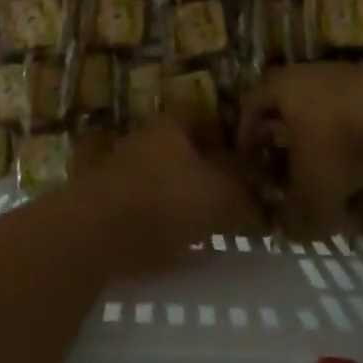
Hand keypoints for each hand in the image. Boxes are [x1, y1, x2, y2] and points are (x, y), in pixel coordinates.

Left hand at [86, 117, 262, 275]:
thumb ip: (245, 196)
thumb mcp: (220, 196)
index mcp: (172, 126)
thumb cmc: (166, 200)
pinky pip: (146, 209)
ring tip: (208, 224)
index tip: (243, 157)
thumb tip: (263, 200)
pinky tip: (180, 247)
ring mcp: (123, 171)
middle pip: (182, 148)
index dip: (224, 133)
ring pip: (163, 178)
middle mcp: (146, 140)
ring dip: (183, 197)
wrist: (99, 232)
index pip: (202, 115)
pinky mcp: (108, 205)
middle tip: (230, 194)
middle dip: (205, 169)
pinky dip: (163, 223)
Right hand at [239, 64, 362, 241]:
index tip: (249, 163)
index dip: (246, 136)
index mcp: (281, 87)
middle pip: (286, 104)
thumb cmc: (339, 146)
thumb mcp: (311, 193)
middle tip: (284, 166)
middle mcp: (307, 73)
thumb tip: (286, 229)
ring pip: (320, 108)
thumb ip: (294, 216)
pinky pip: (352, 111)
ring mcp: (343, 74)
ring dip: (319, 137)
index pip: (250, 105)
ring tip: (327, 169)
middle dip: (283, 137)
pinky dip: (351, 136)